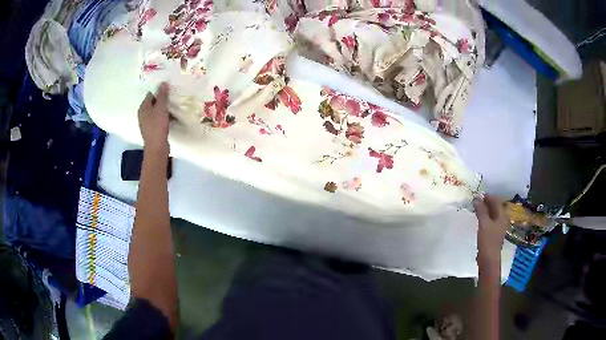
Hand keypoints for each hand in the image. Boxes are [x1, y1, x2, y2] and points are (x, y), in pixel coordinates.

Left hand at [138, 82, 169, 153]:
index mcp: (143, 108)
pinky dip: (164, 118)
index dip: (159, 91)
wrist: (157, 147)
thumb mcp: (161, 108)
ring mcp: (147, 123)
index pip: (151, 94)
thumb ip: (162, 95)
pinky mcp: (152, 130)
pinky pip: (158, 120)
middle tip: (173, 98)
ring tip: (174, 107)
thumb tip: (163, 83)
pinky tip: (172, 118)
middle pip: (154, 103)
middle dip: (163, 100)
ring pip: (156, 112)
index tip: (169, 90)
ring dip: (164, 110)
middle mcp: (143, 115)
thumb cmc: (157, 126)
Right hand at [474, 194, 509, 278]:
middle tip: (475, 200)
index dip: (487, 196)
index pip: (496, 200)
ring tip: (476, 208)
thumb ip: (481, 210)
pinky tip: (479, 218)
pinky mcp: (494, 233)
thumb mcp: (484, 224)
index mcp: (502, 215)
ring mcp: (499, 226)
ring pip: (492, 213)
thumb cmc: (488, 241)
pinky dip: (485, 216)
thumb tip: (476, 198)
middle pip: (495, 206)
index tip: (477, 194)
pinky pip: (490, 220)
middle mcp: (502, 219)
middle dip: (486, 202)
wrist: (489, 260)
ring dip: (485, 209)